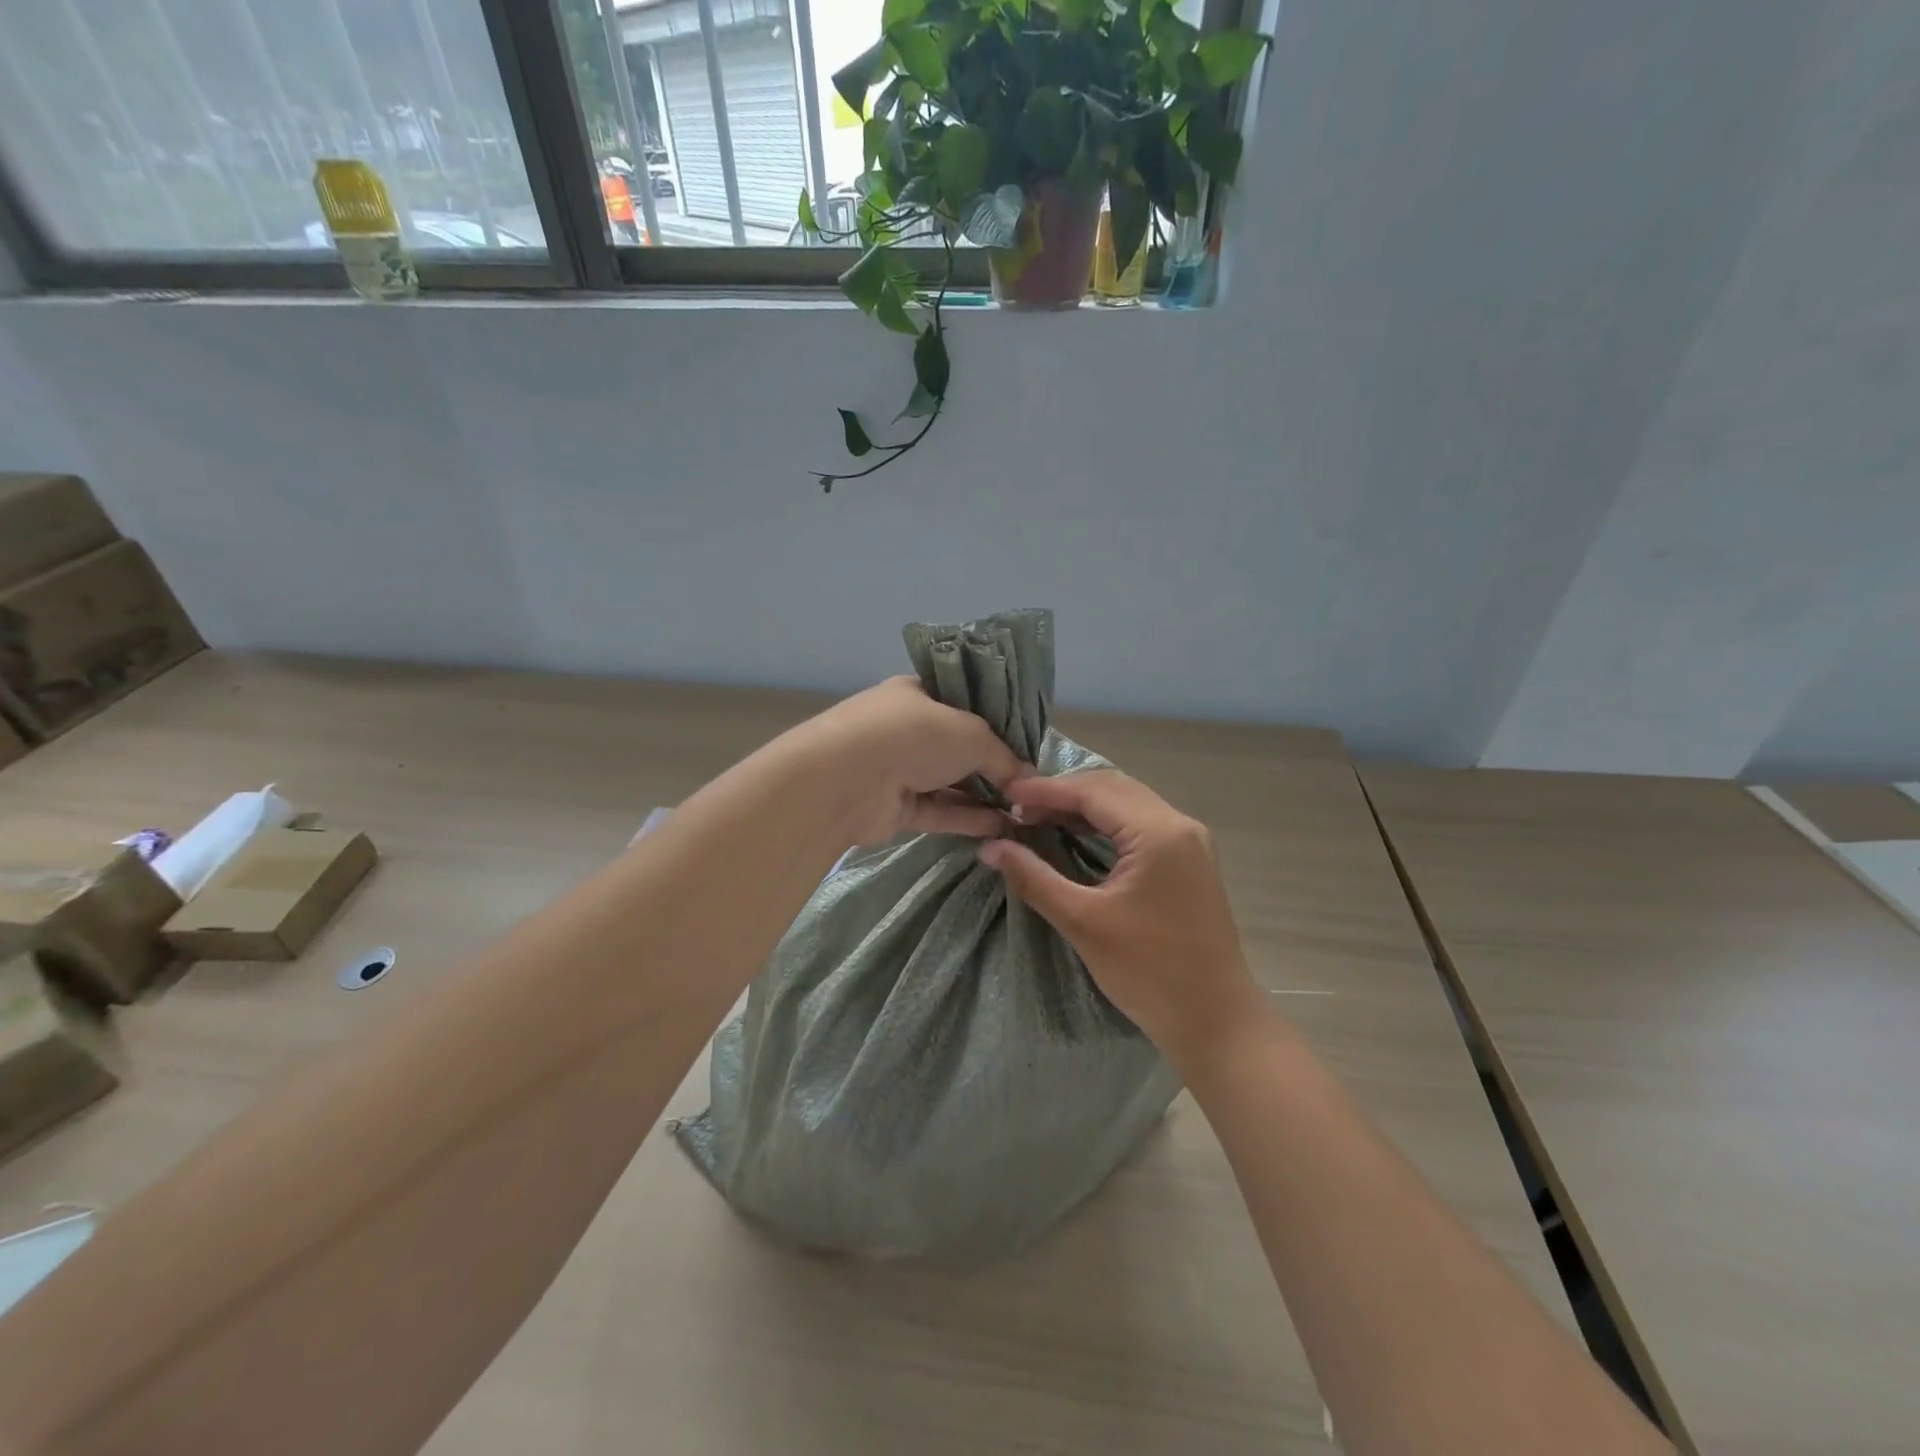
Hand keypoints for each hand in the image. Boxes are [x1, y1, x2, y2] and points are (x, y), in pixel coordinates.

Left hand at [801, 677, 1027, 844]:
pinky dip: (969, 818)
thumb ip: (1004, 756)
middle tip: (1033, 785)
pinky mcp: (897, 807)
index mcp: (919, 694)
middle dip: (995, 765)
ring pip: (951, 782)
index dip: (996, 723)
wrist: (849, 779)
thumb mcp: (972, 734)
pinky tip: (1004, 827)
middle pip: (959, 747)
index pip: (963, 704)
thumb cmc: (914, 735)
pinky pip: (941, 810)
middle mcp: (908, 729)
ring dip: (986, 796)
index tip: (1027, 745)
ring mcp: (900, 769)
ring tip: (1027, 811)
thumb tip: (1028, 778)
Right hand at [978, 771, 1264, 1068]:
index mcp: (1159, 832)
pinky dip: (1104, 823)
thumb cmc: (1149, 972)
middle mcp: (1179, 825)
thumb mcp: (1082, 922)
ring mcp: (1190, 841)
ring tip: (1037, 817)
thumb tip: (990, 847)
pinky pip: (1140, 824)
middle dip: (1062, 792)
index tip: (1004, 791)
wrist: (1215, 1021)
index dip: (1045, 788)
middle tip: (1017, 806)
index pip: (1093, 790)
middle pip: (1112, 788)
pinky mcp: (1189, 860)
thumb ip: (1034, 877)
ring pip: (1128, 803)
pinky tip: (1074, 834)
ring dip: (1083, 806)